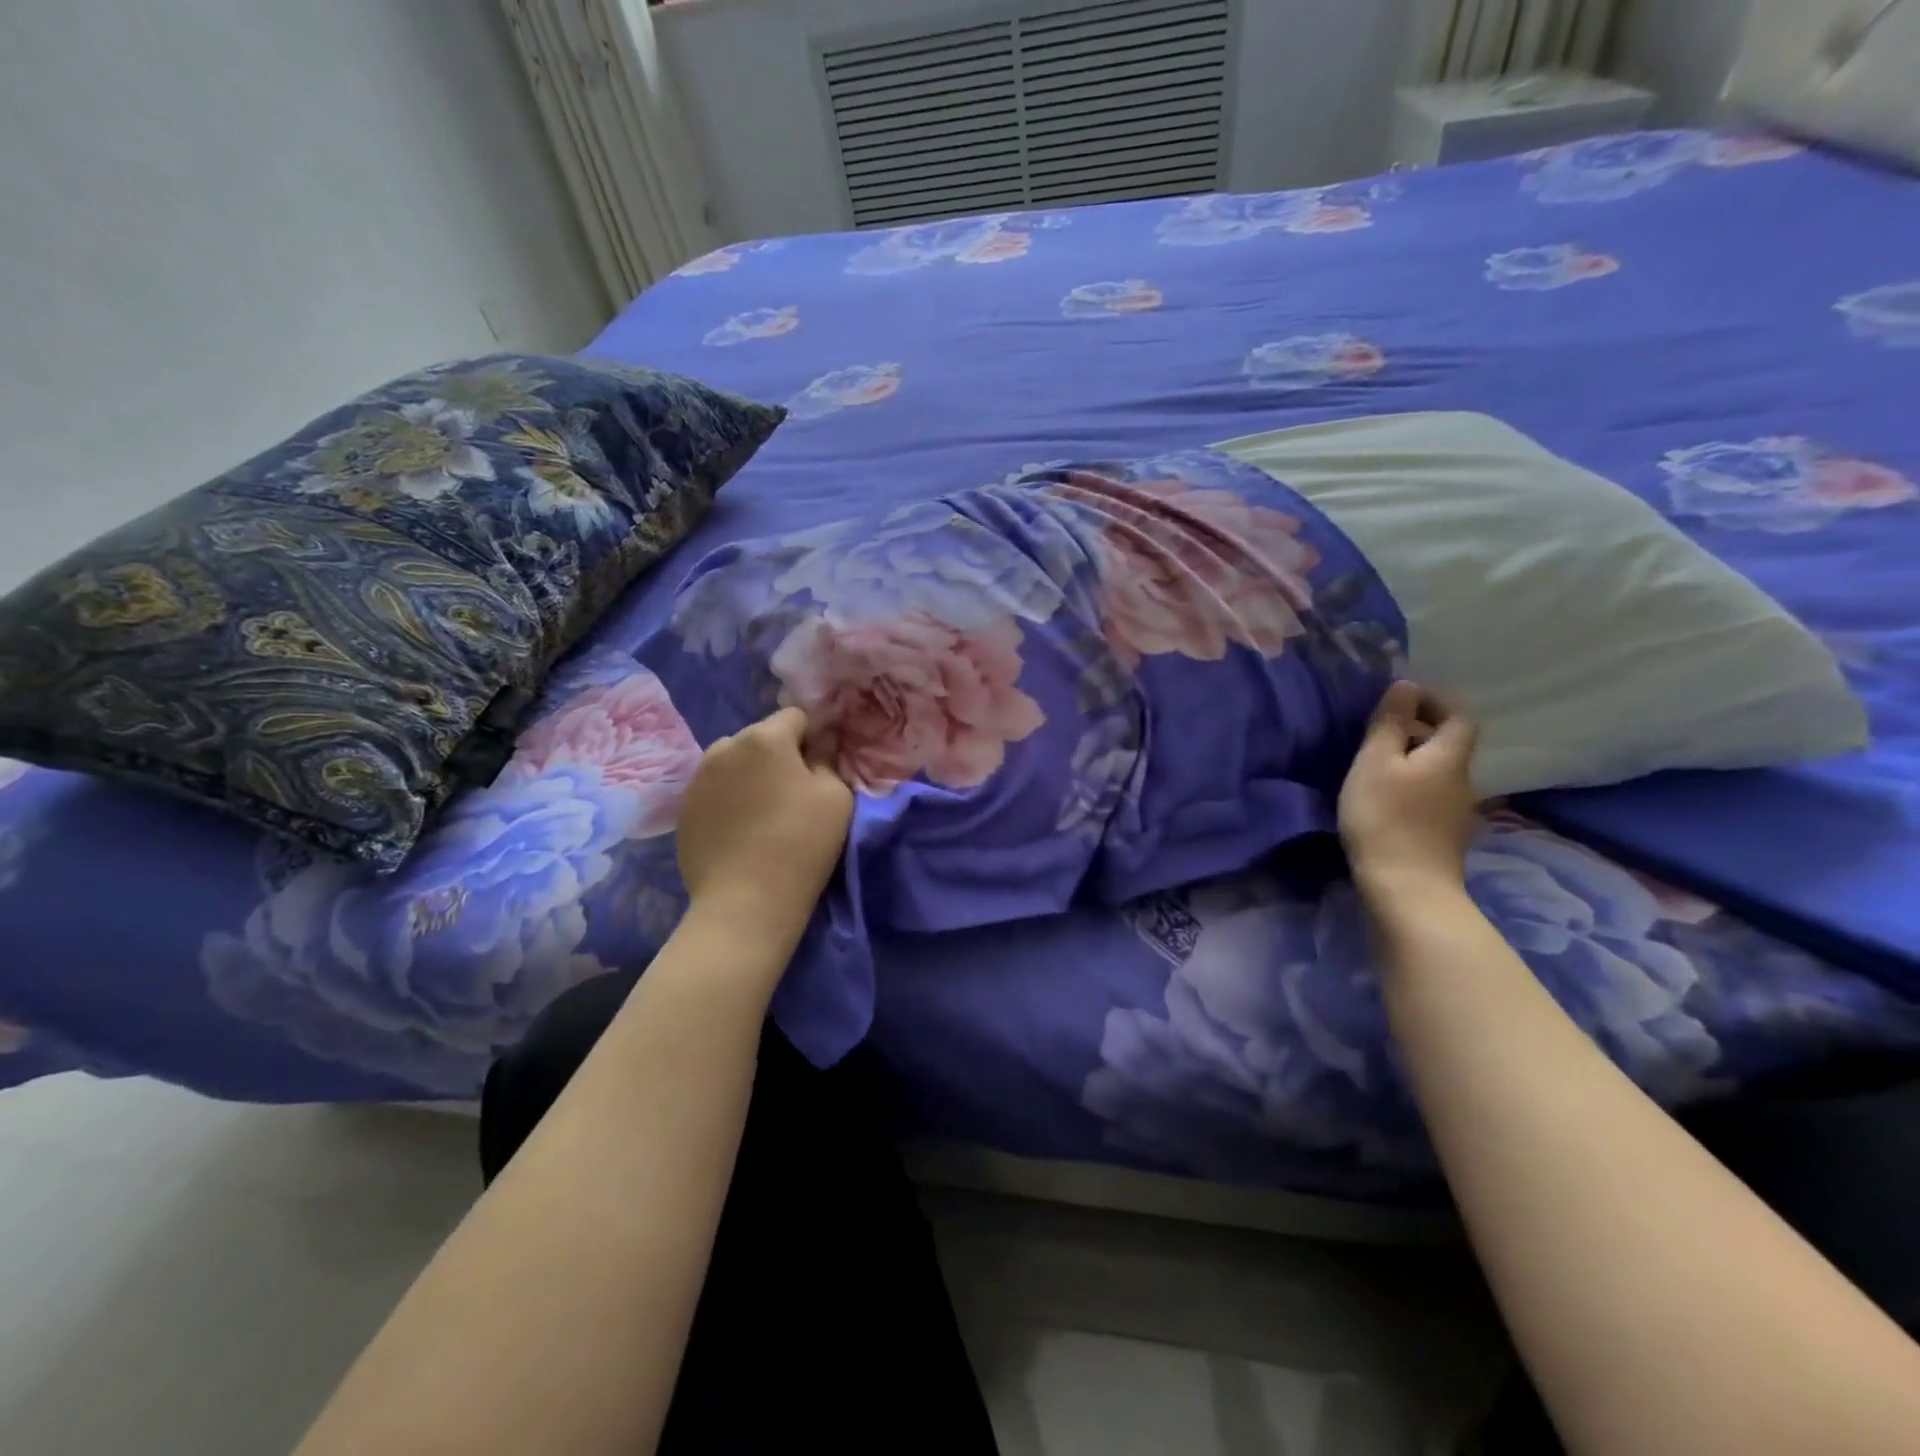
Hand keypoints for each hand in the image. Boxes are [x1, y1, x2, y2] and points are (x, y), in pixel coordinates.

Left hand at [675, 707, 853, 931]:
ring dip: (749, 776)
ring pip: (732, 763)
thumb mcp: (836, 796)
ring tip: (761, 813)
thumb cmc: (801, 843)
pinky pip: (714, 790)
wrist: (745, 901)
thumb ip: (828, 760)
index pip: (795, 716)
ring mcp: (697, 778)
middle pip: (759, 738)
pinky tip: (739, 831)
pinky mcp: (682, 809)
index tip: (818, 768)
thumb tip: (816, 749)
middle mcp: (724, 747)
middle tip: (791, 793)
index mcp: (764, 738)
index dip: (811, 738)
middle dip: (776, 755)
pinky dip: (728, 800)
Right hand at [1338, 682, 1480, 896]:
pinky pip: (1432, 796)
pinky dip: (1413, 786)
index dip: (1436, 701)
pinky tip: (1387, 799)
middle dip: (1420, 730)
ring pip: (1439, 772)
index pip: (1459, 716)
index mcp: (1449, 756)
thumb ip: (1389, 723)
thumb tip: (1406, 686)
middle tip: (1380, 730)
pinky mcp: (1445, 836)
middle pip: (1450, 744)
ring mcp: (1458, 812)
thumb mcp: (1375, 762)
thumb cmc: (1385, 816)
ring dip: (1414, 760)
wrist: (1406, 887)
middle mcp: (1463, 780)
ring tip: (1377, 764)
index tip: (1402, 698)